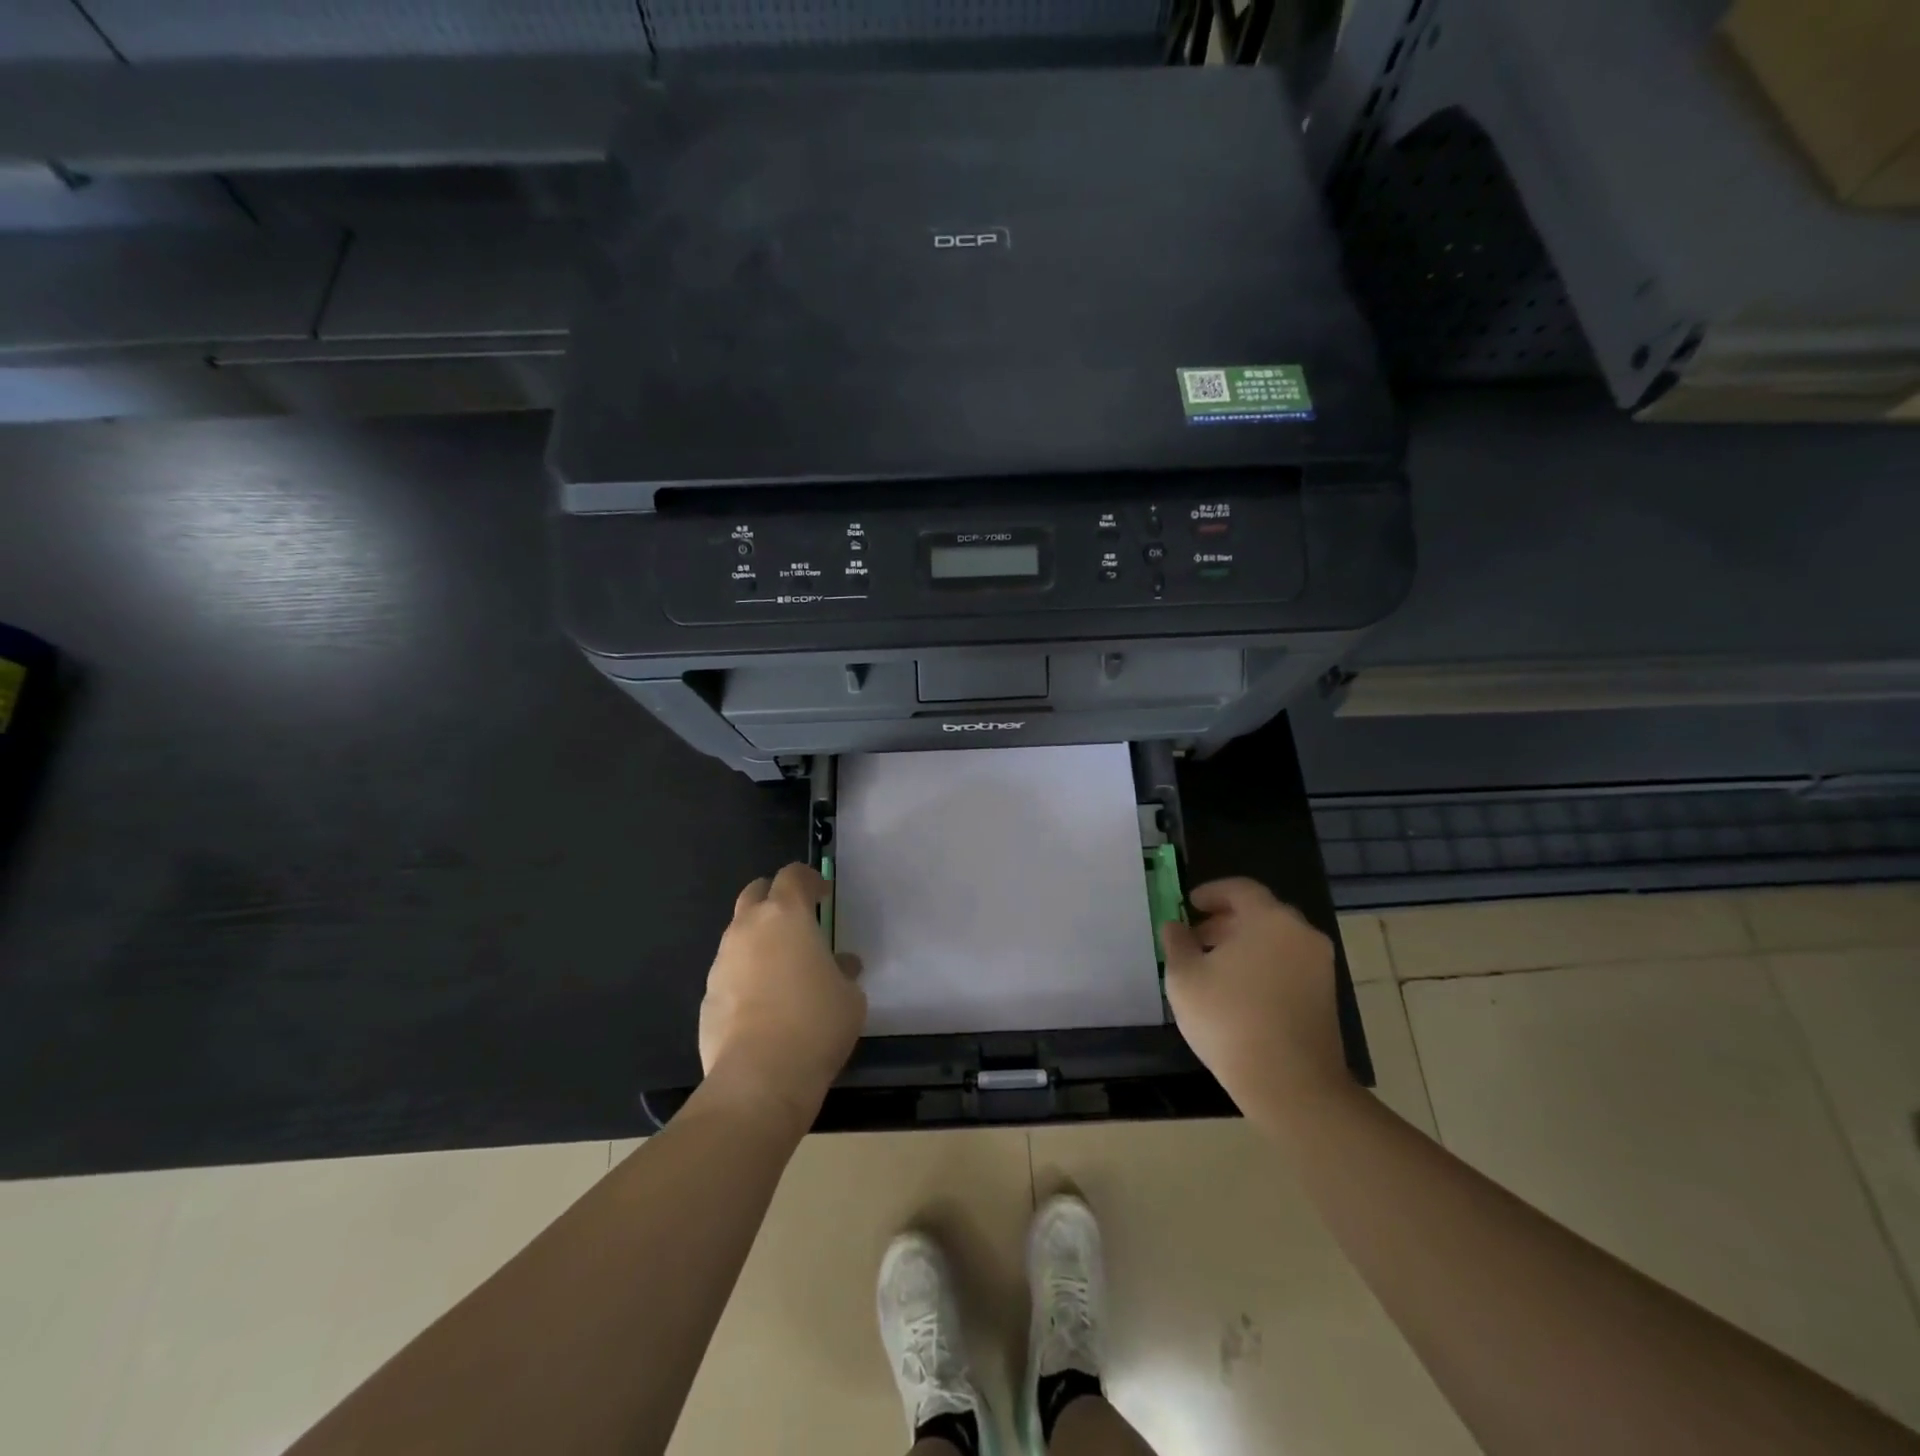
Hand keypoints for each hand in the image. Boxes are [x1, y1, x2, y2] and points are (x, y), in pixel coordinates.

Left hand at [698, 864, 865, 1130]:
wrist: (759, 1078)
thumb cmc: (816, 1024)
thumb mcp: (850, 996)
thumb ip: (843, 971)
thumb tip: (841, 966)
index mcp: (786, 916)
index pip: (792, 876)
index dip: (809, 879)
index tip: (823, 894)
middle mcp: (748, 928)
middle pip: (755, 893)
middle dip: (774, 898)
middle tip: (796, 919)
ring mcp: (722, 962)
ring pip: (739, 934)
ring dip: (759, 939)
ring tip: (782, 967)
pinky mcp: (707, 996)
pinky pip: (730, 972)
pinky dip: (745, 975)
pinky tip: (763, 1005)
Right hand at [1161, 877, 1349, 1118]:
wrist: (1290, 1083)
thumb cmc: (1229, 1019)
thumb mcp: (1184, 977)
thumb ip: (1177, 942)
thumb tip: (1175, 926)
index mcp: (1269, 919)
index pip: (1240, 889)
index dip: (1211, 892)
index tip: (1189, 906)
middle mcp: (1301, 933)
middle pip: (1260, 913)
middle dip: (1225, 921)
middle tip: (1197, 939)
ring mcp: (1319, 965)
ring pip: (1276, 940)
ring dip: (1244, 944)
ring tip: (1214, 968)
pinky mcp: (1326, 995)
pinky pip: (1289, 964)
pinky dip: (1263, 965)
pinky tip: (1239, 992)